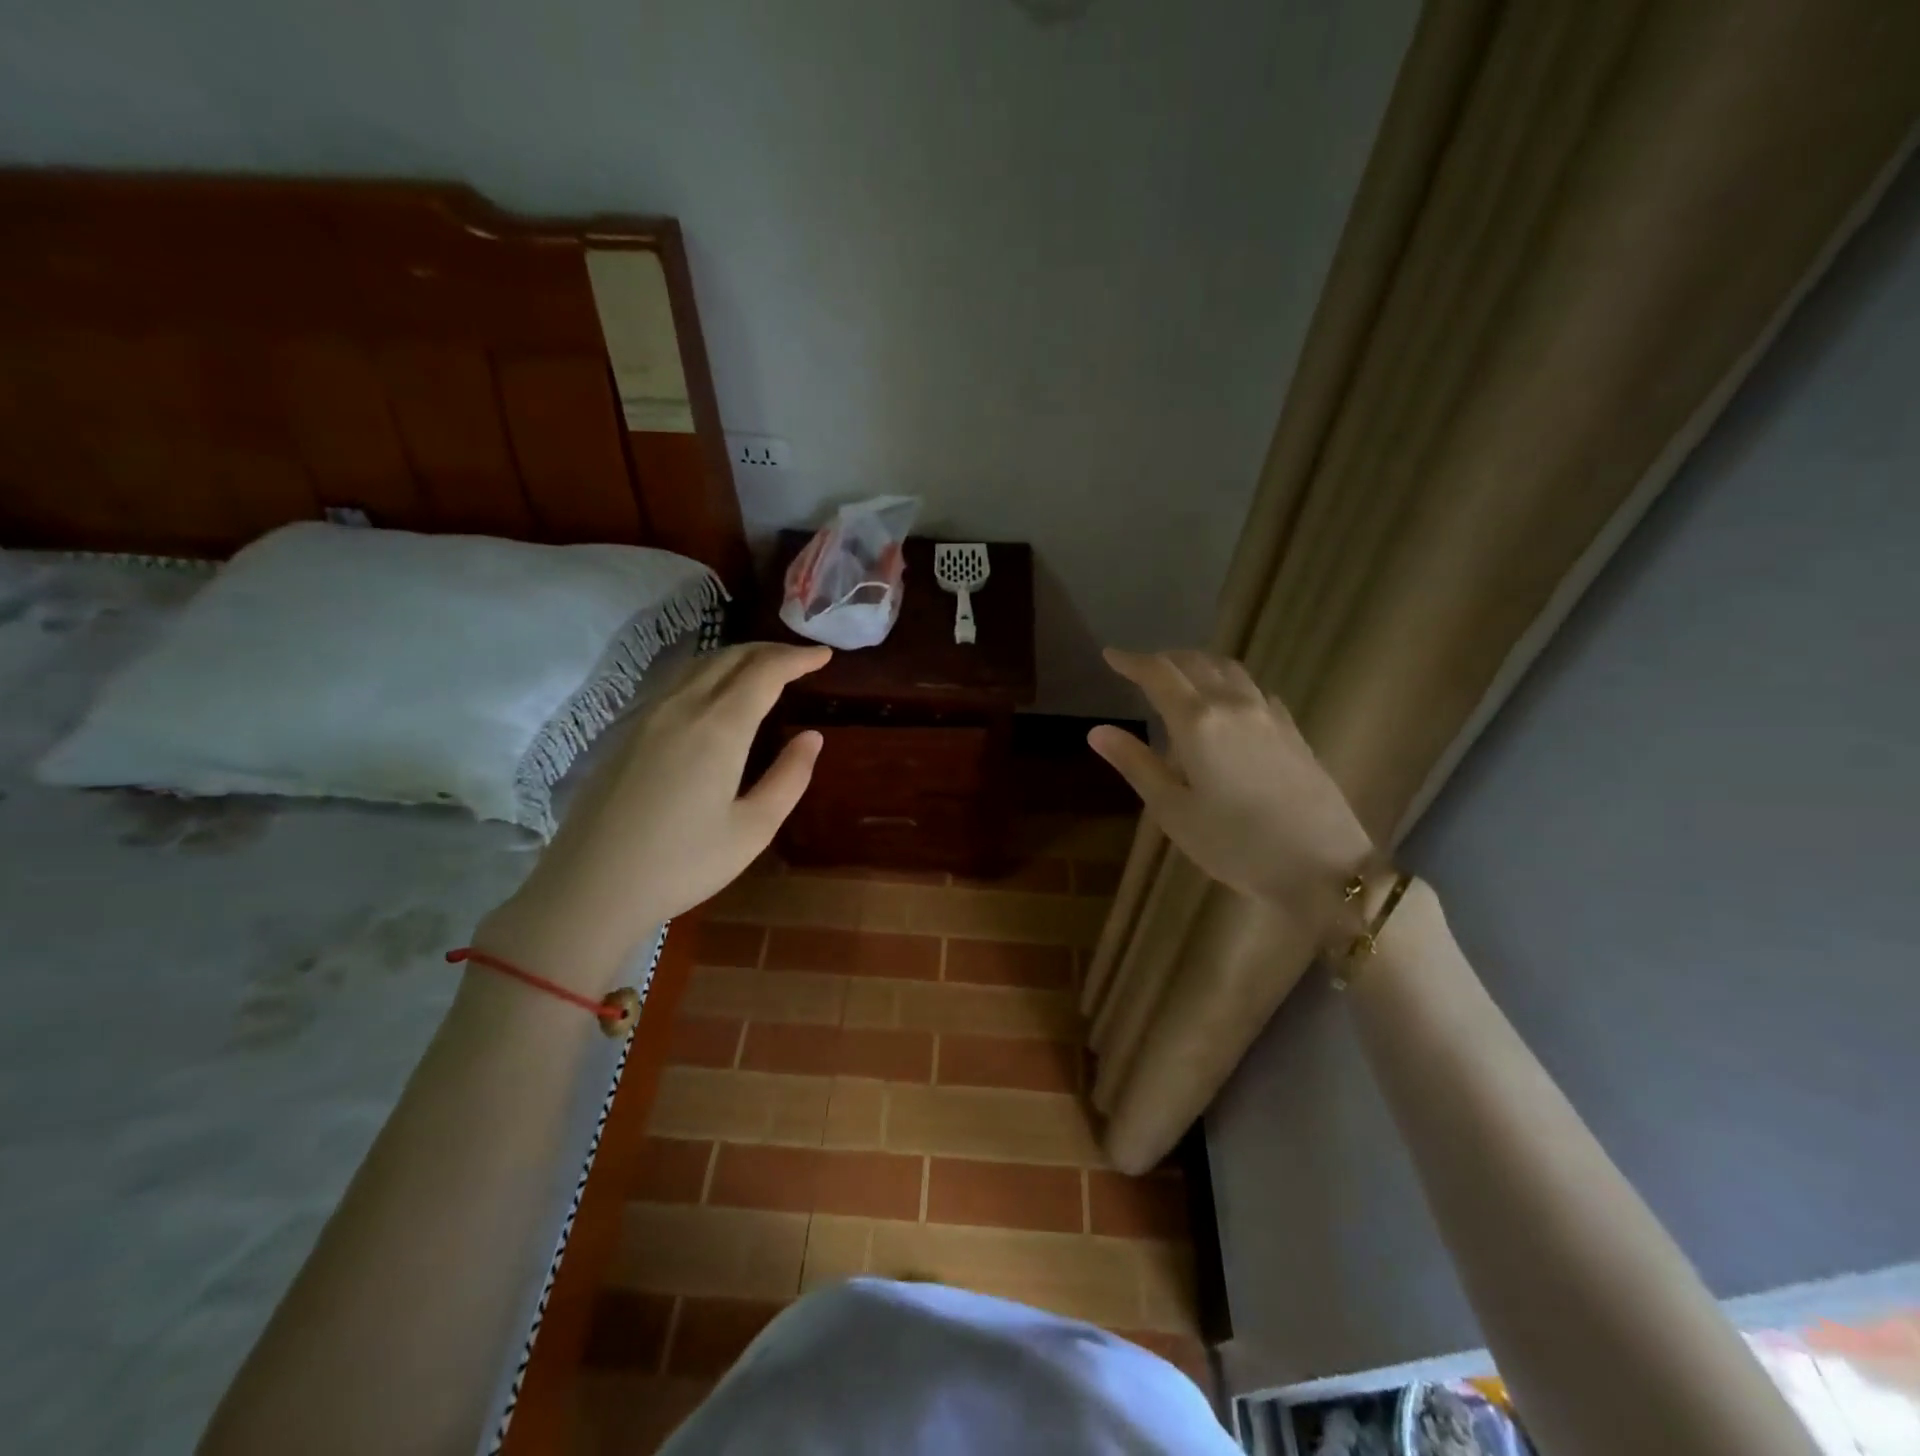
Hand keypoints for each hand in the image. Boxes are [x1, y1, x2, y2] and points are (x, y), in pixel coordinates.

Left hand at [480, 642, 830, 982]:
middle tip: (801, 660)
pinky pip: (676, 681)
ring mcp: (648, 715)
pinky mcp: (626, 730)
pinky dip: (709, 672)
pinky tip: (715, 692)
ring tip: (764, 669)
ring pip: (699, 664)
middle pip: (731, 657)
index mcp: (719, 727)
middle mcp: (682, 707)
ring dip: (738, 657)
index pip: (765, 671)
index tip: (824, 655)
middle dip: (770, 651)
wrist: (590, 887)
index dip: (798, 658)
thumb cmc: (682, 864)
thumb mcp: (752, 829)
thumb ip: (789, 778)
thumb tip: (812, 738)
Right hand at [1088, 648, 1375, 920]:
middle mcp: (1233, 706)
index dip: (1131, 661)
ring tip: (1182, 677)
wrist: (1324, 866)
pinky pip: (1255, 691)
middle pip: (1195, 663)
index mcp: (1197, 722)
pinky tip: (1229, 703)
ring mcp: (1269, 716)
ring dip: (1199, 664)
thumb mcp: (1172, 810)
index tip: (1110, 655)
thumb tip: (1097, 731)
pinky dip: (1230, 684)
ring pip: (1229, 670)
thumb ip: (1136, 764)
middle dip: (1164, 659)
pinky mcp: (1293, 731)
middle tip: (1142, 668)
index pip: (1158, 674)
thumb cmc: (1235, 844)